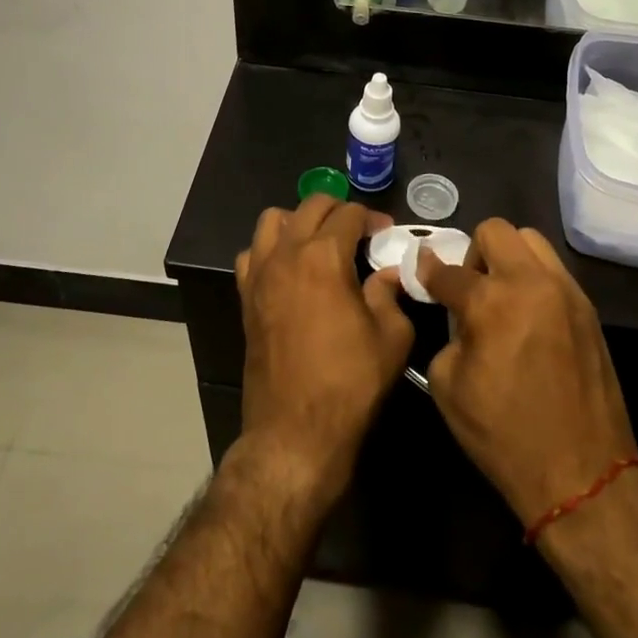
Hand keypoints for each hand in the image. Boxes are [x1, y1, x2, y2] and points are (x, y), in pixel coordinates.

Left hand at [235, 197, 414, 501]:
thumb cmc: (350, 383)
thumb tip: (387, 274)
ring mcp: (260, 275)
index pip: (348, 213)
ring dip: (299, 221)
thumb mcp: (391, 337)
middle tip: (359, 233)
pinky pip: (252, 254)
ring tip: (319, 243)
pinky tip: (290, 270)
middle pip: (310, 206)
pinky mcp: (246, 298)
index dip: (372, 218)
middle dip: (338, 210)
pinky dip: (271, 249)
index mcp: (323, 257)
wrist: (296, 431)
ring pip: (272, 220)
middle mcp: (286, 254)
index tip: (386, 234)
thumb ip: (390, 294)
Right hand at [418, 220, 636, 524]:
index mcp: (491, 302)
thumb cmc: (504, 436)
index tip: (422, 273)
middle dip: (473, 253)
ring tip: (502, 298)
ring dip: (508, 259)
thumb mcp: (449, 387)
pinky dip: (534, 279)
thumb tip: (459, 315)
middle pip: (495, 231)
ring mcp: (567, 292)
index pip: (448, 269)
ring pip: (531, 241)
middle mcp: (532, 283)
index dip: (427, 270)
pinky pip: (554, 271)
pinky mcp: (589, 309)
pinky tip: (528, 318)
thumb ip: (449, 334)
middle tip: (470, 289)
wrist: (582, 474)